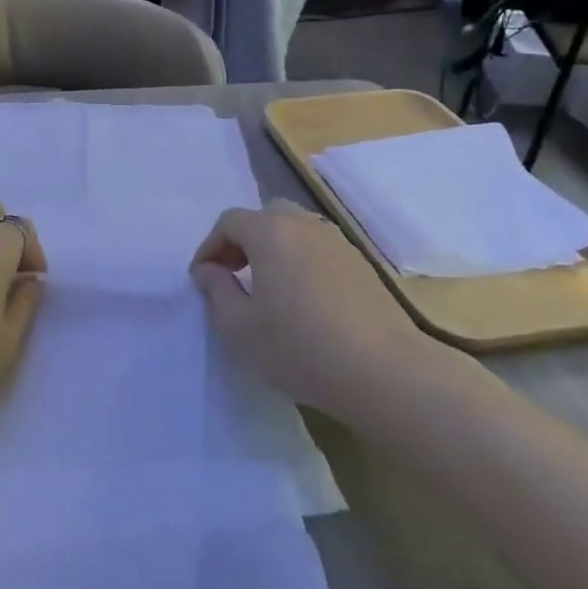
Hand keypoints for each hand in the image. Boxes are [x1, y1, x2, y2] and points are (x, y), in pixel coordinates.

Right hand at [191, 201, 430, 411]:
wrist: (385, 372)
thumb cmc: (300, 348)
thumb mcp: (239, 327)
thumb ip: (215, 291)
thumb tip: (208, 271)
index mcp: (270, 233)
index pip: (229, 221)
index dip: (209, 247)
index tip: (202, 279)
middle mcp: (305, 225)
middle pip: (265, 216)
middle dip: (242, 240)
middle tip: (233, 274)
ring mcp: (338, 242)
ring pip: (295, 230)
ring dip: (273, 249)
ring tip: (267, 287)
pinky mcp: (362, 264)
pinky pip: (319, 249)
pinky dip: (300, 260)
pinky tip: (302, 299)